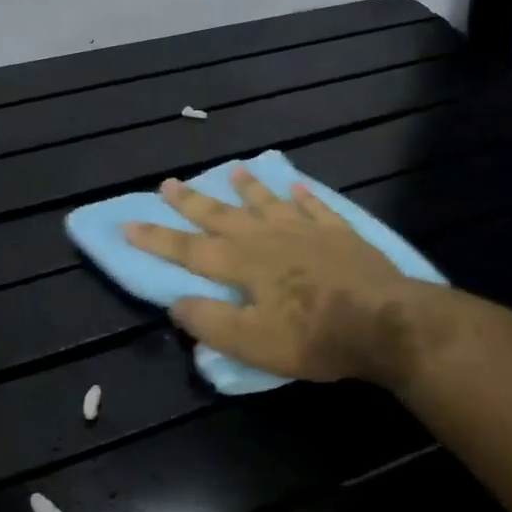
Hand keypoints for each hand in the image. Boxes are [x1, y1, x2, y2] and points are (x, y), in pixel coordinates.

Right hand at [123, 170, 432, 386]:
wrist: (383, 321)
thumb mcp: (252, 343)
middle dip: (193, 202)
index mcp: (242, 264)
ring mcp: (305, 230)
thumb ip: (210, 322)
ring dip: (247, 187)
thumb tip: (175, 304)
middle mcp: (268, 238)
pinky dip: (303, 196)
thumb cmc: (313, 336)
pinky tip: (296, 185)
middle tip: (170, 182)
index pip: (189, 250)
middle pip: (223, 216)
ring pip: (267, 202)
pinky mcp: (339, 233)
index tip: (129, 224)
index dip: (157, 239)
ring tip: (234, 169)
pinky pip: (315, 207)